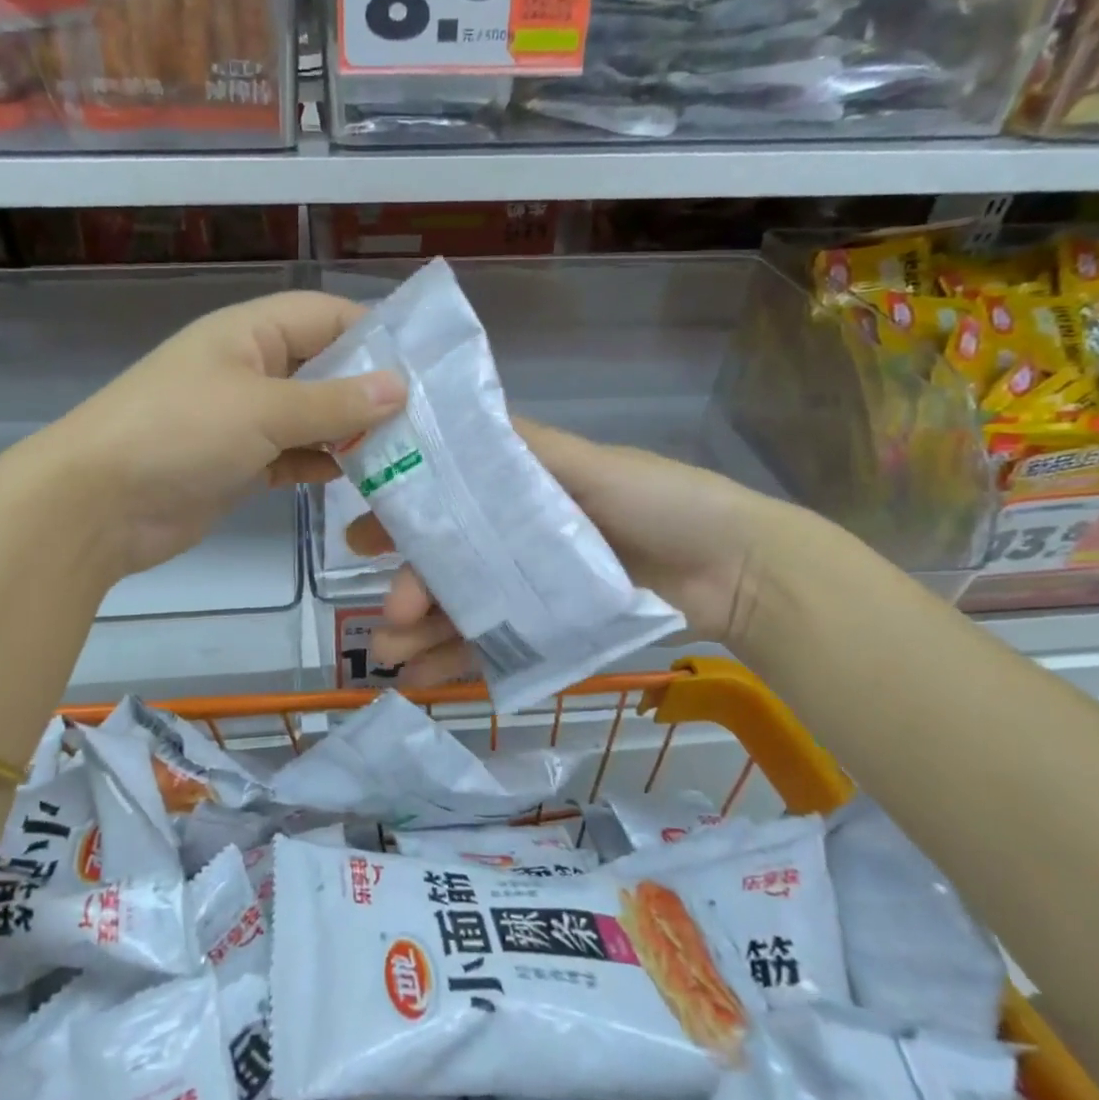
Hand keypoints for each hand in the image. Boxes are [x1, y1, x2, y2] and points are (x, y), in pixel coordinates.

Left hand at [22, 291, 403, 579]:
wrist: (97, 505)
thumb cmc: (179, 434)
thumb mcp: (262, 410)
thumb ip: (333, 402)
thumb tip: (400, 388)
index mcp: (250, 333)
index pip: (326, 316)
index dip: (374, 333)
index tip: (423, 366)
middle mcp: (250, 368)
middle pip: (324, 367)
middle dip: (369, 390)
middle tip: (425, 419)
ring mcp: (243, 418)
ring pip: (312, 416)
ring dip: (350, 433)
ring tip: (404, 452)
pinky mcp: (240, 463)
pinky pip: (293, 455)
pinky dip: (321, 464)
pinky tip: (355, 479)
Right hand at [350, 420, 779, 684]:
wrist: (738, 570)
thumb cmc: (663, 501)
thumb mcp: (591, 465)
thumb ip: (524, 451)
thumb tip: (445, 418)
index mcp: (520, 493)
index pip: (446, 503)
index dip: (401, 518)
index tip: (360, 537)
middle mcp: (515, 540)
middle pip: (448, 565)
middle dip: (409, 588)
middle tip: (385, 616)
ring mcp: (531, 591)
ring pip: (463, 611)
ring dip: (422, 633)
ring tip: (390, 658)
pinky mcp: (550, 632)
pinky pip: (494, 648)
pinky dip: (457, 664)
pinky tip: (422, 681)